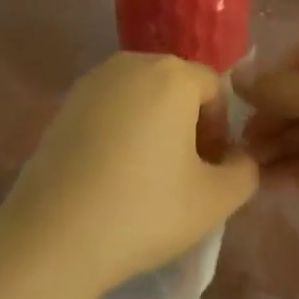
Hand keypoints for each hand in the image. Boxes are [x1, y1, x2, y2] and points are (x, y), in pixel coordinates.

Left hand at [0, 53, 257, 298]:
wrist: (54, 235)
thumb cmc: (144, 211)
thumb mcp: (215, 201)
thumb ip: (245, 172)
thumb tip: (240, 158)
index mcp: (172, 74)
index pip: (214, 89)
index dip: (220, 130)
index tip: (209, 172)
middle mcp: (133, 63)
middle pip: (177, 87)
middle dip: (188, 125)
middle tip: (183, 175)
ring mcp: (94, 80)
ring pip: (142, 96)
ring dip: (154, 126)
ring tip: (147, 176)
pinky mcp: (67, 102)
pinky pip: (110, 107)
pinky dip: (121, 130)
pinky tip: (112, 173)